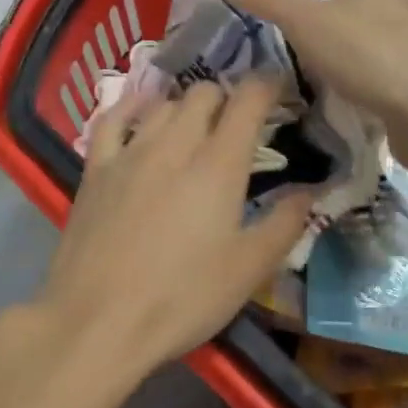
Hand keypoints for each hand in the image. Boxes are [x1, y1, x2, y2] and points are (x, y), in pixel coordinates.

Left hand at [40, 78, 313, 381]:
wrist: (97, 321)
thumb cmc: (183, 298)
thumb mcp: (249, 269)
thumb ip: (285, 223)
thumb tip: (311, 191)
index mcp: (219, 164)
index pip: (248, 100)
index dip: (267, 85)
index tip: (279, 88)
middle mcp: (175, 144)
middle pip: (204, 93)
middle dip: (227, 98)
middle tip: (239, 122)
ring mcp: (130, 152)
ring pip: (164, 103)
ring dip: (186, 105)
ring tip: (196, 125)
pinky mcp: (96, 168)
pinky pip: (113, 118)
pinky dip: (133, 106)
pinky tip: (141, 110)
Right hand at [221, 0, 407, 141]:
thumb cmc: (365, 53)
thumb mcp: (304, 22)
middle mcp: (395, 3)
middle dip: (336, 9)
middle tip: (299, 29)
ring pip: (373, 33)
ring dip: (351, 43)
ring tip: (315, 62)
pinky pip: (383, 66)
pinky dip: (364, 73)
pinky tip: (345, 89)